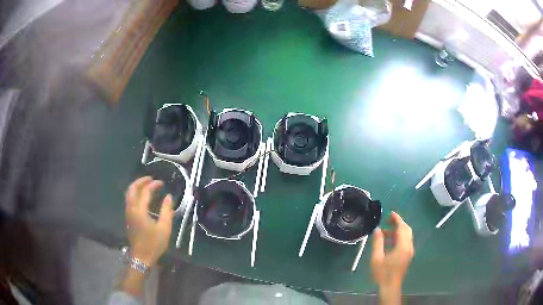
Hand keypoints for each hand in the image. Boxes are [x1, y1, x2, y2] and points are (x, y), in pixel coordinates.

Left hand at [125, 176, 173, 266]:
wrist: (141, 256)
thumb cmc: (154, 243)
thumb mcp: (164, 228)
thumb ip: (166, 211)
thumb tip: (168, 197)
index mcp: (139, 210)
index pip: (145, 191)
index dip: (153, 185)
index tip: (161, 183)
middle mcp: (131, 208)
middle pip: (132, 189)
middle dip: (141, 181)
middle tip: (150, 179)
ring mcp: (128, 213)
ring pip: (128, 194)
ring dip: (136, 187)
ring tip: (146, 185)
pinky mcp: (128, 217)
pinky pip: (129, 200)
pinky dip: (134, 194)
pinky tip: (142, 197)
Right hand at [370, 212, 413, 303]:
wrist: (390, 287)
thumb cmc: (383, 273)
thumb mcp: (377, 258)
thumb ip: (377, 242)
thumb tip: (377, 230)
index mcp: (402, 246)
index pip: (402, 228)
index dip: (397, 219)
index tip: (390, 213)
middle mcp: (409, 247)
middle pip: (406, 230)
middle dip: (398, 223)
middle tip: (387, 220)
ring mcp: (409, 252)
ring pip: (406, 236)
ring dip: (397, 231)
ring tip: (384, 232)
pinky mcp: (407, 256)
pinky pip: (405, 242)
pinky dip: (398, 238)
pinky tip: (388, 241)